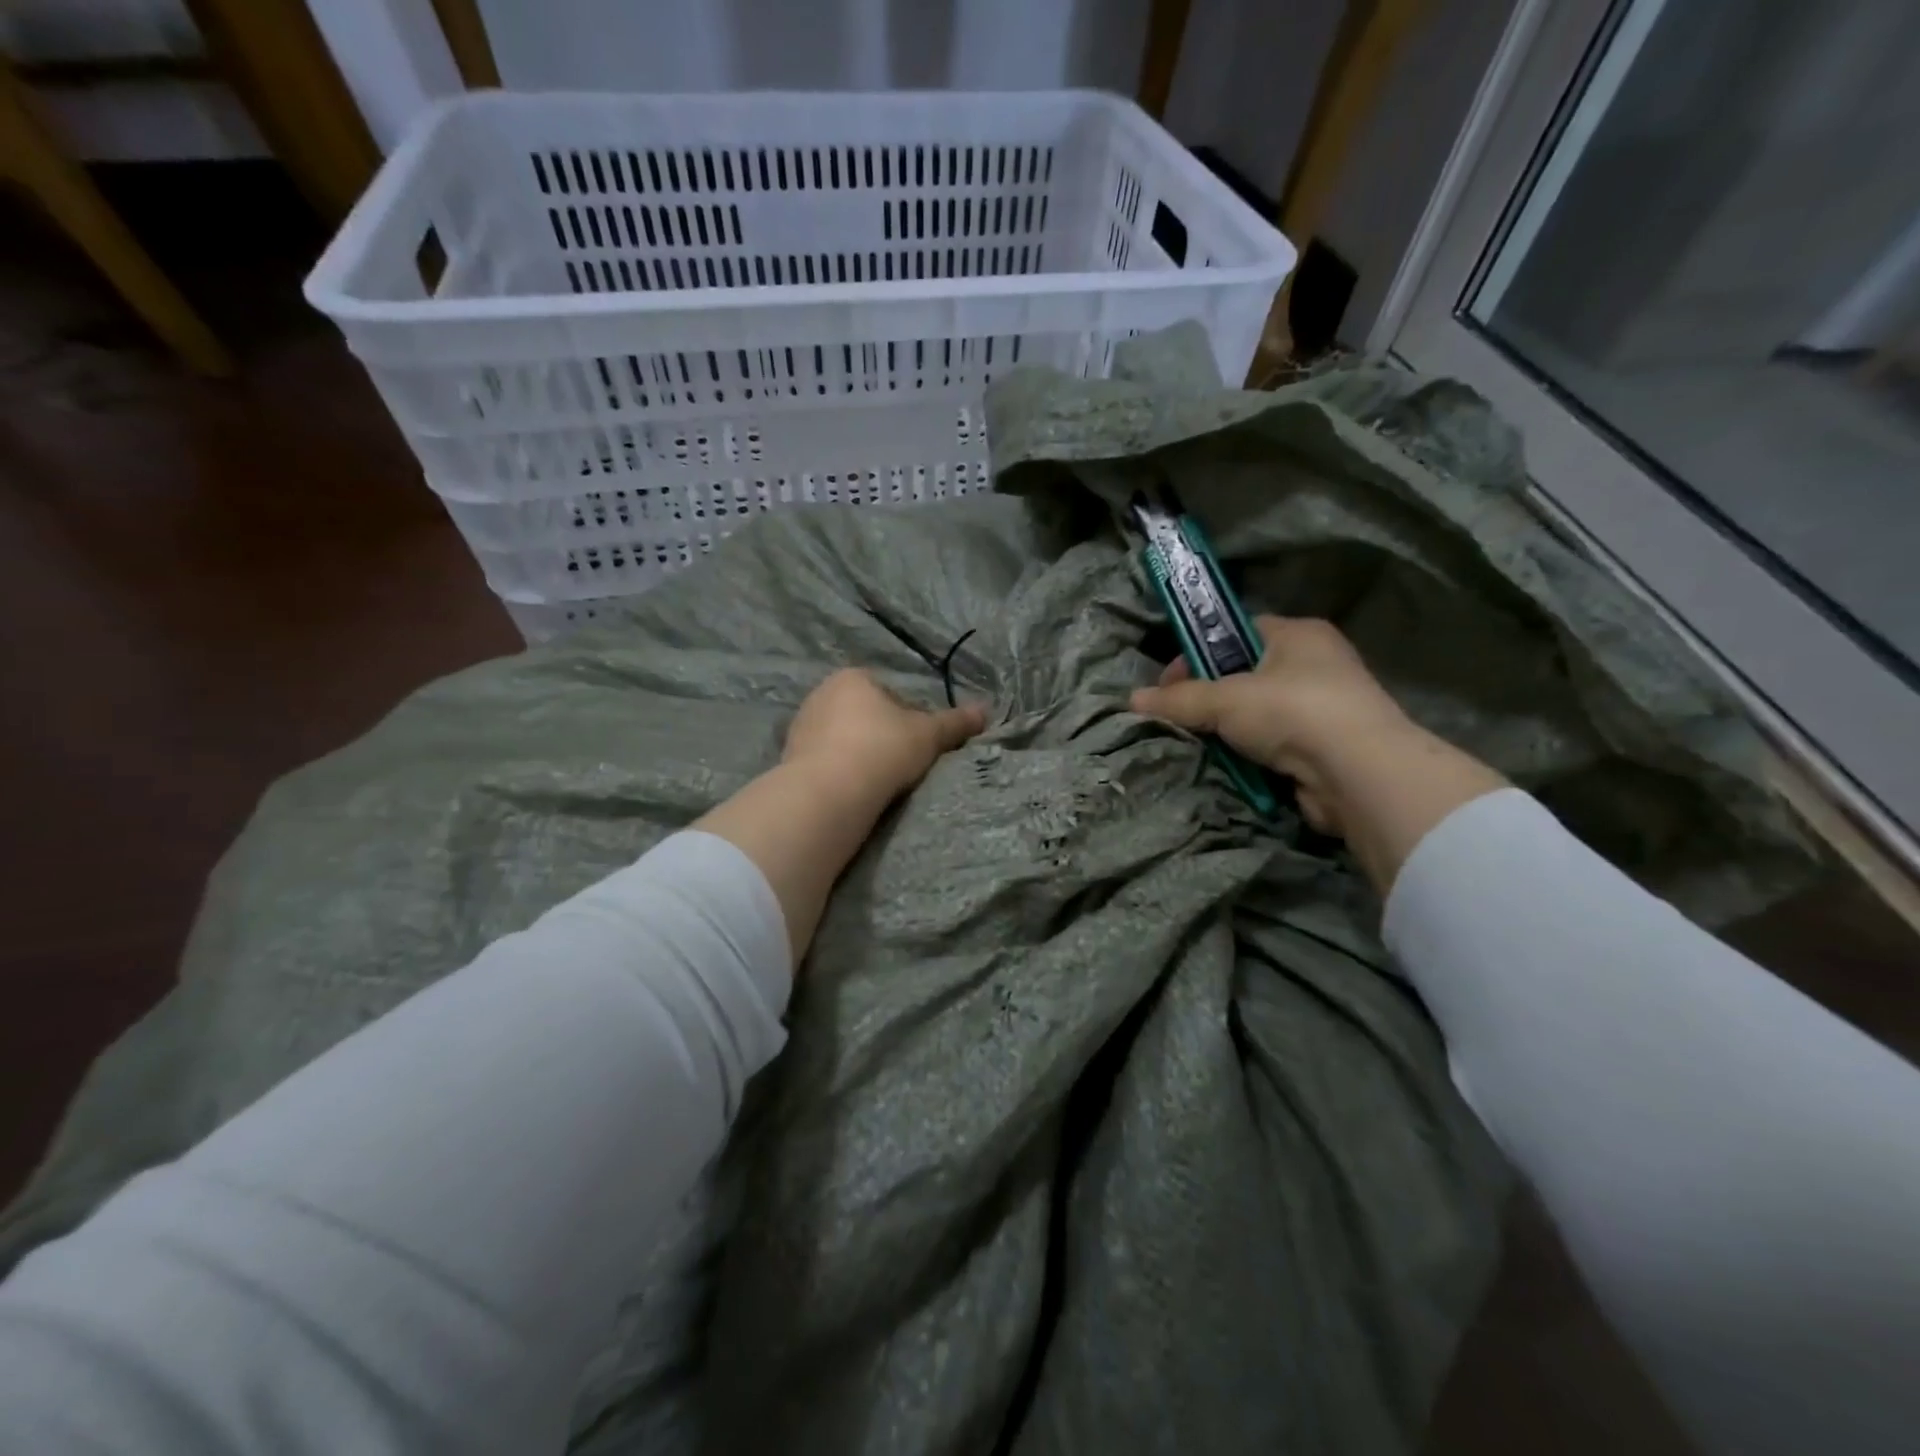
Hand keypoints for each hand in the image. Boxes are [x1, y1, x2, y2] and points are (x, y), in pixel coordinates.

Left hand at [784, 669, 986, 801]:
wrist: (828, 791)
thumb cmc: (883, 749)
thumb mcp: (929, 735)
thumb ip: (956, 722)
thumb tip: (986, 710)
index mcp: (853, 677)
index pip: (891, 694)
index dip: (910, 720)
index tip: (918, 745)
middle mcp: (821, 693)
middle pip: (864, 715)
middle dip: (881, 736)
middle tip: (900, 765)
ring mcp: (801, 725)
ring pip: (842, 738)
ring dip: (859, 755)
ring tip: (877, 782)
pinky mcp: (788, 757)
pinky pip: (824, 760)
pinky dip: (839, 771)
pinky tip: (853, 790)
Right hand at [1130, 618, 1505, 890]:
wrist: (1358, 774)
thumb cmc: (1293, 711)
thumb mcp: (1225, 699)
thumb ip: (1179, 699)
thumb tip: (1133, 700)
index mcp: (1297, 635)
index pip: (1236, 632)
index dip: (1198, 653)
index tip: (1169, 683)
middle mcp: (1315, 664)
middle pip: (1243, 675)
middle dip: (1208, 698)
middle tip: (1177, 717)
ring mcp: (1323, 708)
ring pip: (1256, 715)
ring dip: (1227, 731)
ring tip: (1197, 744)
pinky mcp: (1323, 749)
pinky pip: (1271, 746)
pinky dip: (1248, 756)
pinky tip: (1226, 766)